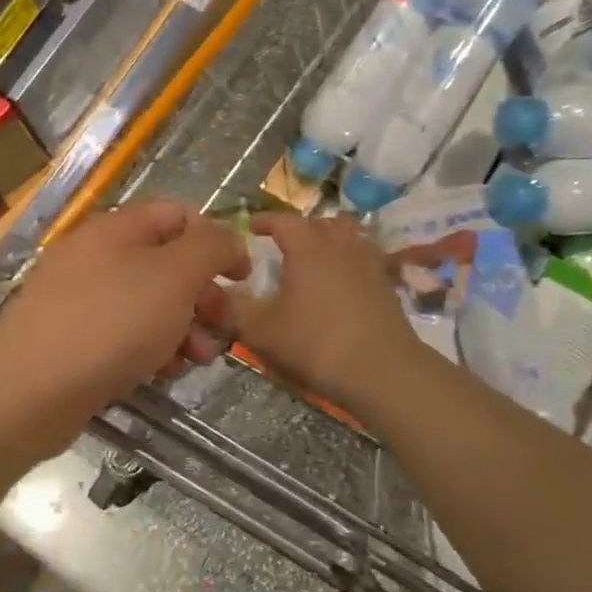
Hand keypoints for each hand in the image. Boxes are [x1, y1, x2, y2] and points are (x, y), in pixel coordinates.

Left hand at [0, 200, 248, 448]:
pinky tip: (158, 374)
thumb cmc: (111, 323)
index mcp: (117, 228)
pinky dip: (148, 349)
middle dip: (201, 295)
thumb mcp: (174, 276)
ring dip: (181, 328)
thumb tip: (229, 239)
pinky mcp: (71, 339)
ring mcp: (79, 299)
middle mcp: (95, 256)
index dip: (215, 240)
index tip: (241, 278)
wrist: (29, 390)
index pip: (178, 215)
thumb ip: (211, 248)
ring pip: (148, 304)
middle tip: (221, 327)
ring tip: (193, 360)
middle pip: (165, 263)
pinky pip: (122, 334)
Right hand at [228, 213, 426, 413]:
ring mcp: (368, 263)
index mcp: (308, 247)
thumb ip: (230, 310)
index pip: (282, 220)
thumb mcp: (261, 331)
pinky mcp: (386, 285)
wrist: (384, 372)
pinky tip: (338, 284)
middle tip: (277, 245)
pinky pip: (362, 258)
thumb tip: (205, 294)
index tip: (247, 228)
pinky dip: (347, 261)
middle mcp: (340, 245)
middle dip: (295, 229)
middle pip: (317, 223)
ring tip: (311, 259)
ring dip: (326, 240)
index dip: (262, 221)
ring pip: (345, 236)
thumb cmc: (316, 344)